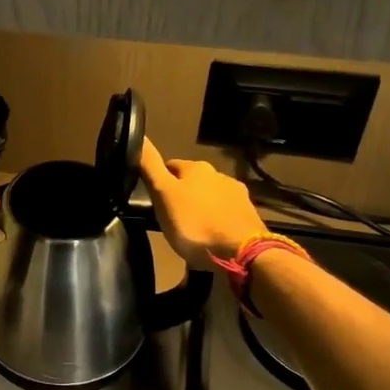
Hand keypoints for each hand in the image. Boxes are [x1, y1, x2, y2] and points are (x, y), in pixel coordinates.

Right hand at [138, 139, 268, 267]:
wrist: (241, 252)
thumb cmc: (195, 224)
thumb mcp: (163, 195)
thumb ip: (150, 167)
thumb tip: (140, 137)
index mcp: (195, 167)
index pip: (169, 166)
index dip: (159, 181)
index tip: (154, 199)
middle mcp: (218, 174)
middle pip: (191, 181)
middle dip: (182, 194)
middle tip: (171, 217)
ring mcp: (236, 194)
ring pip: (209, 196)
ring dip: (200, 207)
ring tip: (191, 229)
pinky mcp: (248, 214)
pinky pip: (224, 212)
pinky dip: (216, 219)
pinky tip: (211, 235)